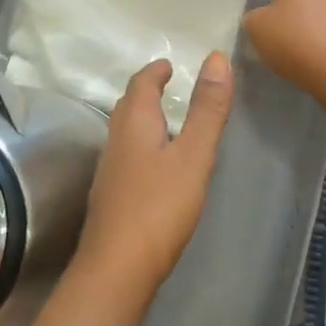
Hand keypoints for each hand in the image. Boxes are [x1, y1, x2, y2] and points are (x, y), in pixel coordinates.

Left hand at [75, 53, 234, 296]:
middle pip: (128, 105)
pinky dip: (142, 146)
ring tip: (166, 122)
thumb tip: (216, 57)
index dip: (155, 71)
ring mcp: (109, 170)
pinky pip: (127, 156)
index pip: (141, 83)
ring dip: (143, 119)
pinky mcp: (111, 196)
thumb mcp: (194, 155)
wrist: (116, 268)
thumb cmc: (159, 206)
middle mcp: (116, 139)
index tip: (169, 64)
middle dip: (146, 91)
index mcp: (134, 122)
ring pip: (125, 131)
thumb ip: (207, 109)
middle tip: (167, 86)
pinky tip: (156, 166)